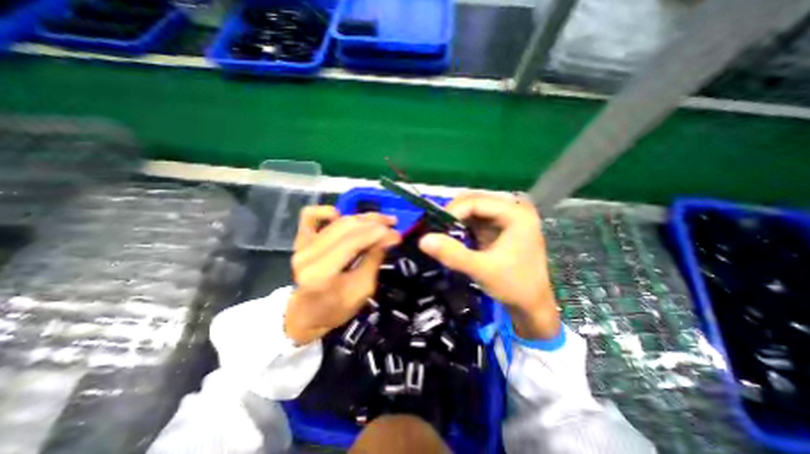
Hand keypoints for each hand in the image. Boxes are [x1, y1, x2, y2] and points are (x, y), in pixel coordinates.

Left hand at [285, 208, 401, 344]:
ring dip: (362, 217)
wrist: (307, 314)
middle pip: (347, 226)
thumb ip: (375, 259)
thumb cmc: (336, 308)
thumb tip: (391, 236)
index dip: (378, 233)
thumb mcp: (363, 289)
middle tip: (392, 224)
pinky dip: (328, 212)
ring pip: (337, 221)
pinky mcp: (300, 239)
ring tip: (380, 220)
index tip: (397, 233)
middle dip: (374, 222)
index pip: (353, 241)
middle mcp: (308, 255)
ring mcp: (301, 245)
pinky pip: (309, 215)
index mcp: (321, 273)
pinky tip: (343, 216)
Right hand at [417, 193, 558, 339]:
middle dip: (453, 213)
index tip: (435, 228)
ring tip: (442, 233)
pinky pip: (475, 218)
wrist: (532, 305)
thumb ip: (453, 254)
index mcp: (516, 214)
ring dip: (455, 219)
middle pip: (474, 200)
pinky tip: (453, 235)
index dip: (453, 211)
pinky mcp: (499, 227)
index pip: (476, 201)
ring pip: (473, 208)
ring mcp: (506, 217)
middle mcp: (512, 209)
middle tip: (437, 230)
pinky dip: (461, 225)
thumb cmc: (514, 286)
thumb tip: (423, 240)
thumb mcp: (482, 270)